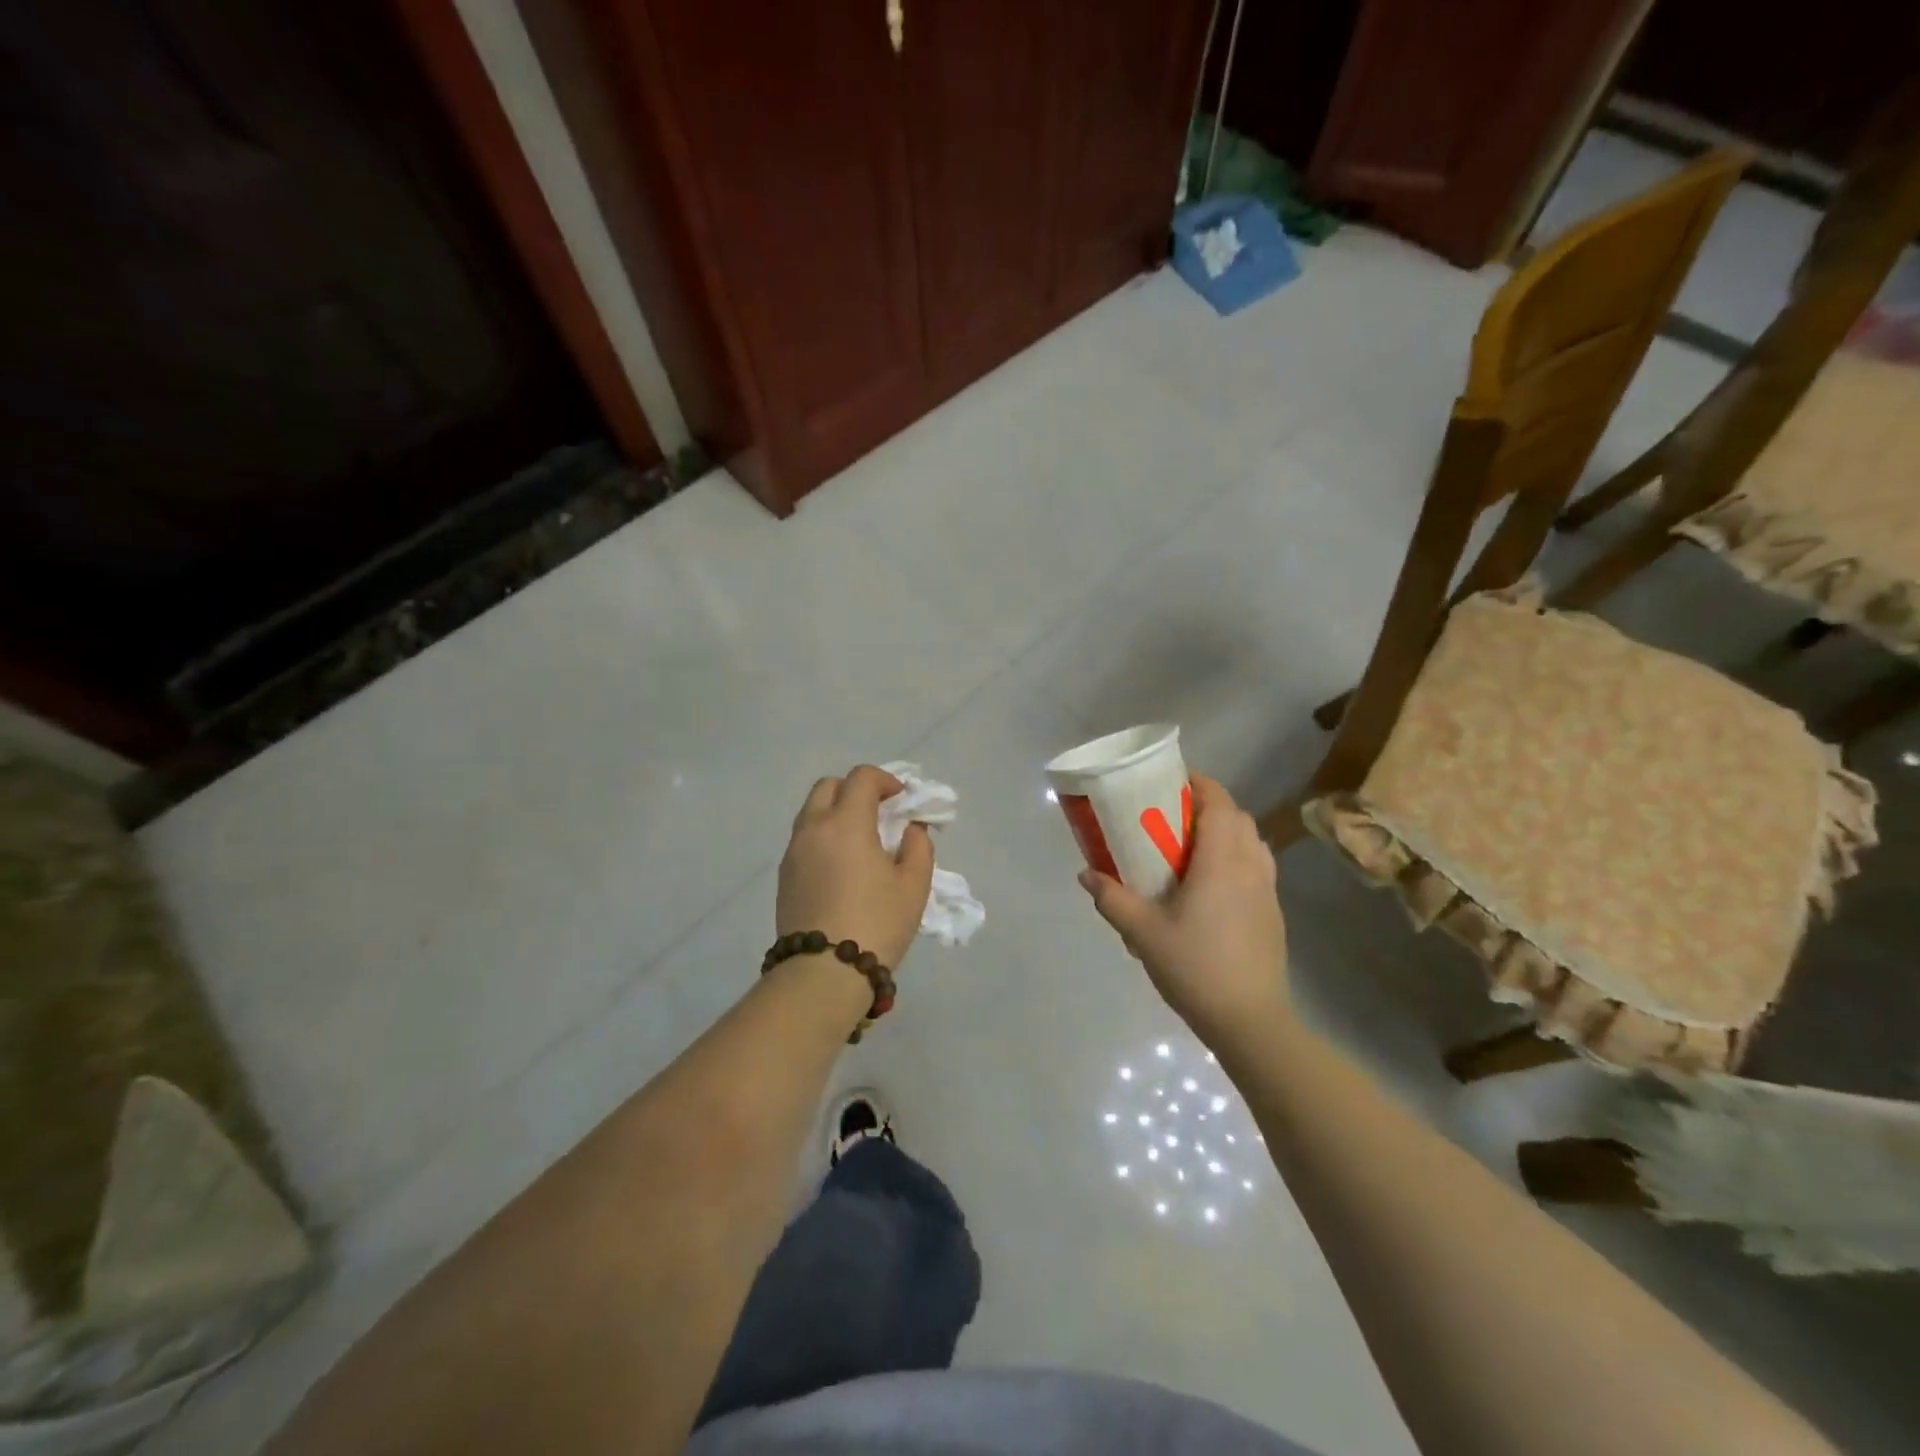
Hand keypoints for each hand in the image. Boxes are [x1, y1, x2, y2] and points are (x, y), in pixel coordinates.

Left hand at [777, 765, 934, 971]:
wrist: (823, 974)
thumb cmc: (876, 924)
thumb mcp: (914, 886)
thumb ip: (918, 847)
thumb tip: (910, 828)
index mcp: (846, 823)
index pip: (861, 778)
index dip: (885, 780)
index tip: (902, 800)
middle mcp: (813, 828)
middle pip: (828, 786)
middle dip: (855, 789)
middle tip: (878, 813)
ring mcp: (793, 852)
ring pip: (811, 812)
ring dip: (836, 812)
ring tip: (861, 842)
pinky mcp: (784, 876)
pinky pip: (804, 839)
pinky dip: (823, 836)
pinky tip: (842, 866)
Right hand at [1078, 775, 1288, 1041]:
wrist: (1250, 1020)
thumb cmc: (1195, 967)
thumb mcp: (1142, 932)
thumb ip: (1112, 898)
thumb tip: (1085, 874)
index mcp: (1221, 862)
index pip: (1219, 805)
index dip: (1200, 785)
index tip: (1173, 781)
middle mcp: (1250, 867)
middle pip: (1238, 818)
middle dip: (1210, 806)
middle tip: (1174, 814)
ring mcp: (1267, 891)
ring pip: (1252, 842)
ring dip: (1227, 831)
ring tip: (1193, 845)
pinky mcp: (1273, 913)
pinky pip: (1258, 867)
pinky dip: (1237, 857)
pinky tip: (1212, 884)